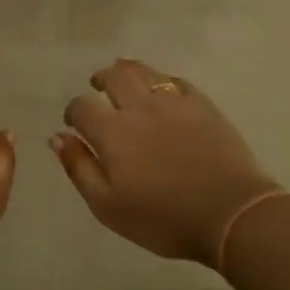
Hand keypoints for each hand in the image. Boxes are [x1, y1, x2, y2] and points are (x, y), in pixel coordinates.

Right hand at [53, 59, 277, 264]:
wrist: (231, 214)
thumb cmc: (163, 219)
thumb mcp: (108, 206)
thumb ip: (79, 167)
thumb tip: (57, 136)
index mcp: (112, 132)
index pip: (82, 107)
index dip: (73, 111)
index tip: (74, 122)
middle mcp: (139, 107)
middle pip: (114, 77)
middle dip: (100, 79)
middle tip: (97, 85)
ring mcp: (174, 103)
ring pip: (145, 72)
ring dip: (128, 70)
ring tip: (123, 73)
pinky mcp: (203, 106)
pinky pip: (177, 81)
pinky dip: (163, 80)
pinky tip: (162, 87)